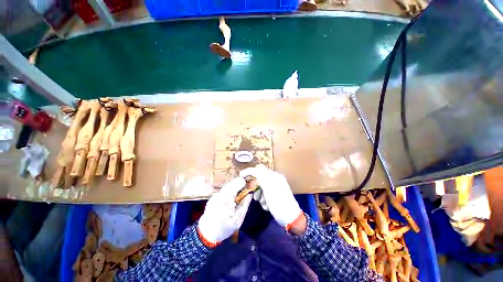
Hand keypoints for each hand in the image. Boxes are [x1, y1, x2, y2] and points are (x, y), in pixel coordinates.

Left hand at [198, 177, 252, 245]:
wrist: (206, 234)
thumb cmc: (224, 228)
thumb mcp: (238, 219)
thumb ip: (245, 204)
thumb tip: (250, 192)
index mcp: (226, 198)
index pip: (238, 182)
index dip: (245, 182)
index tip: (250, 187)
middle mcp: (220, 193)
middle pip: (233, 182)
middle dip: (240, 184)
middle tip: (246, 191)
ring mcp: (216, 194)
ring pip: (228, 185)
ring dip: (235, 187)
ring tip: (240, 195)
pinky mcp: (213, 196)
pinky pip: (224, 190)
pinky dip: (230, 191)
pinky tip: (232, 198)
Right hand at [240, 167, 302, 228]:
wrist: (290, 218)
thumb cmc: (279, 202)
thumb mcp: (268, 187)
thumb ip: (260, 176)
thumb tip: (252, 170)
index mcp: (275, 176)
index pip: (260, 170)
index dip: (250, 171)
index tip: (241, 176)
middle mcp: (275, 180)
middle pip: (259, 179)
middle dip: (256, 188)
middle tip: (256, 197)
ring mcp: (276, 187)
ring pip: (261, 188)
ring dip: (260, 195)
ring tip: (264, 203)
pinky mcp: (275, 195)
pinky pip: (265, 194)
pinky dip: (264, 200)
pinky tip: (267, 206)